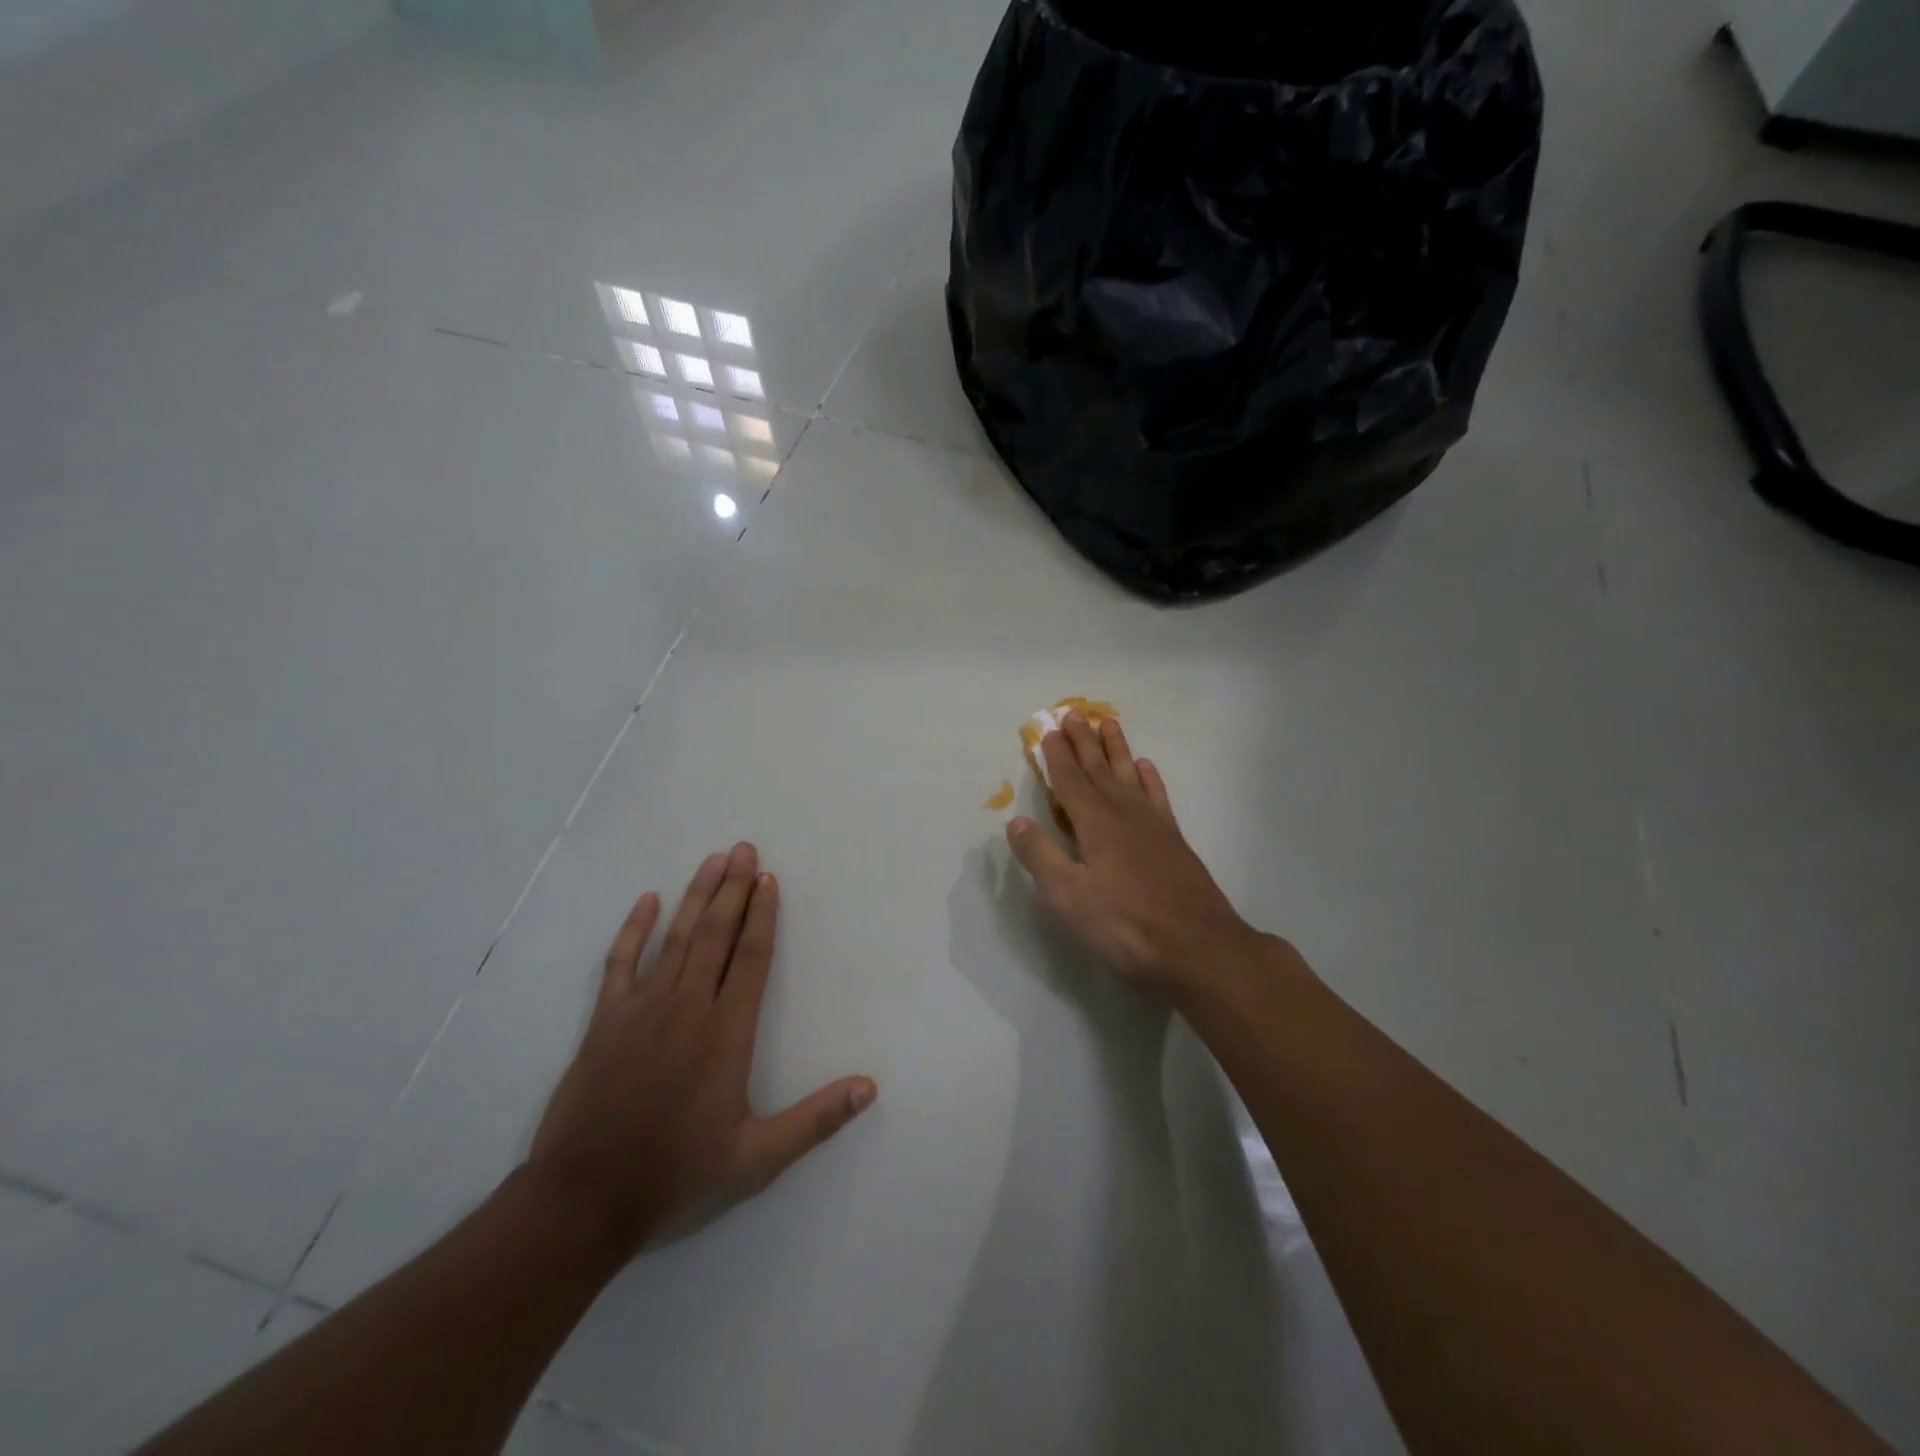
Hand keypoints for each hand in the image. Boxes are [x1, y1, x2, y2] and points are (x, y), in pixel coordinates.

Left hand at [526, 844, 876, 1255]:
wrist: (583, 1202)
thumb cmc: (676, 1177)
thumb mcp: (757, 1160)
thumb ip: (816, 1120)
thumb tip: (869, 1088)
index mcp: (726, 1033)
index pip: (752, 958)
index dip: (764, 915)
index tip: (769, 879)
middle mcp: (688, 1007)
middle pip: (716, 934)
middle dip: (733, 889)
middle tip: (744, 849)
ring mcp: (642, 1010)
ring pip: (676, 938)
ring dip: (696, 896)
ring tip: (713, 861)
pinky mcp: (605, 1022)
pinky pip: (621, 962)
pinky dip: (634, 929)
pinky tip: (647, 901)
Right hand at [1007, 714, 1267, 996]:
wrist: (1199, 948)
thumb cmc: (1126, 926)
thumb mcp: (1069, 898)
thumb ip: (1041, 857)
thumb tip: (1015, 822)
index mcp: (1095, 825)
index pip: (1070, 782)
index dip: (1057, 757)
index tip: (1049, 730)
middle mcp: (1124, 814)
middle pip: (1099, 770)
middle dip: (1083, 742)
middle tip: (1073, 713)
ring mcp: (1154, 826)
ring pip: (1129, 776)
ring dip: (1116, 750)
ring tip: (1107, 724)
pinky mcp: (1174, 841)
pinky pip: (1157, 797)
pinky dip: (1149, 779)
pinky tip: (1145, 768)